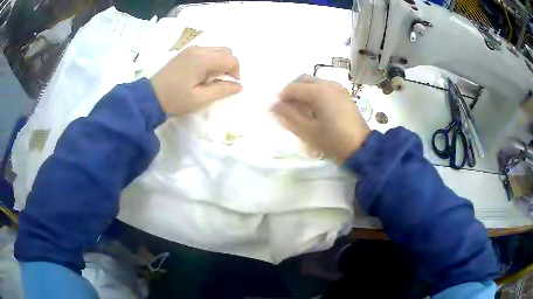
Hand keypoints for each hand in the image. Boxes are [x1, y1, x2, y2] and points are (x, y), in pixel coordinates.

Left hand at [150, 46, 241, 115]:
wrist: (150, 97)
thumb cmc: (175, 100)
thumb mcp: (200, 99)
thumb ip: (222, 90)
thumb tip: (240, 86)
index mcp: (203, 59)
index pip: (231, 59)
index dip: (236, 72)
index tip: (230, 86)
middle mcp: (199, 49)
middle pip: (226, 51)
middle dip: (230, 65)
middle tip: (222, 82)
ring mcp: (191, 49)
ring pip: (217, 50)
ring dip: (220, 62)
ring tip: (211, 79)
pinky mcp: (186, 52)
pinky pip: (207, 51)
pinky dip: (211, 60)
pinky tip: (202, 74)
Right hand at [272, 75, 370, 163]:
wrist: (361, 148)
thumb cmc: (333, 141)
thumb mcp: (307, 131)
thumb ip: (288, 116)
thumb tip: (271, 105)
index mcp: (319, 91)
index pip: (292, 88)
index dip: (282, 98)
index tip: (278, 111)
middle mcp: (328, 84)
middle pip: (303, 79)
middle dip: (292, 91)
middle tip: (289, 108)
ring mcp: (338, 88)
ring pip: (314, 82)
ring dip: (304, 92)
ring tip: (302, 111)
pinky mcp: (344, 94)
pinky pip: (324, 87)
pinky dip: (315, 93)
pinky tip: (316, 110)